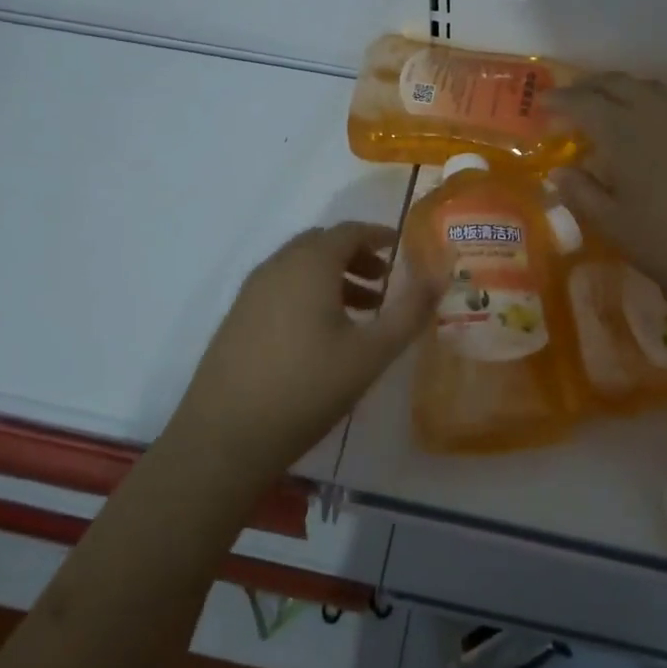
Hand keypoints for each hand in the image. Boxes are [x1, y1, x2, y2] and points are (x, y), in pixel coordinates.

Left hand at [171, 222, 439, 475]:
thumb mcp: (371, 353)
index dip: (379, 235)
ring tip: (359, 313)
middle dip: (356, 256)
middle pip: (322, 244)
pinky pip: (280, 287)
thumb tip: (440, 274)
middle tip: (383, 284)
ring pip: (299, 267)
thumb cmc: (308, 387)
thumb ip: (410, 311)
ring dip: (332, 277)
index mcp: (310, 264)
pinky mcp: (236, 317)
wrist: (225, 436)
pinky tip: (320, 335)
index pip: (349, 231)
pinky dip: (307, 292)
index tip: (401, 250)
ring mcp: (251, 291)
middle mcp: (277, 266)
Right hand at [546, 75, 666, 325]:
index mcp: (624, 133)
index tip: (542, 105)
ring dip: (622, 90)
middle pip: (617, 83)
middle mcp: (657, 114)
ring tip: (608, 108)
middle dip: (589, 86)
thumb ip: (582, 194)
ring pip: (649, 88)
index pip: (584, 103)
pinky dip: (651, 104)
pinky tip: (652, 129)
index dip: (560, 101)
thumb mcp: (615, 226)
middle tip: (570, 100)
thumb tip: (560, 171)